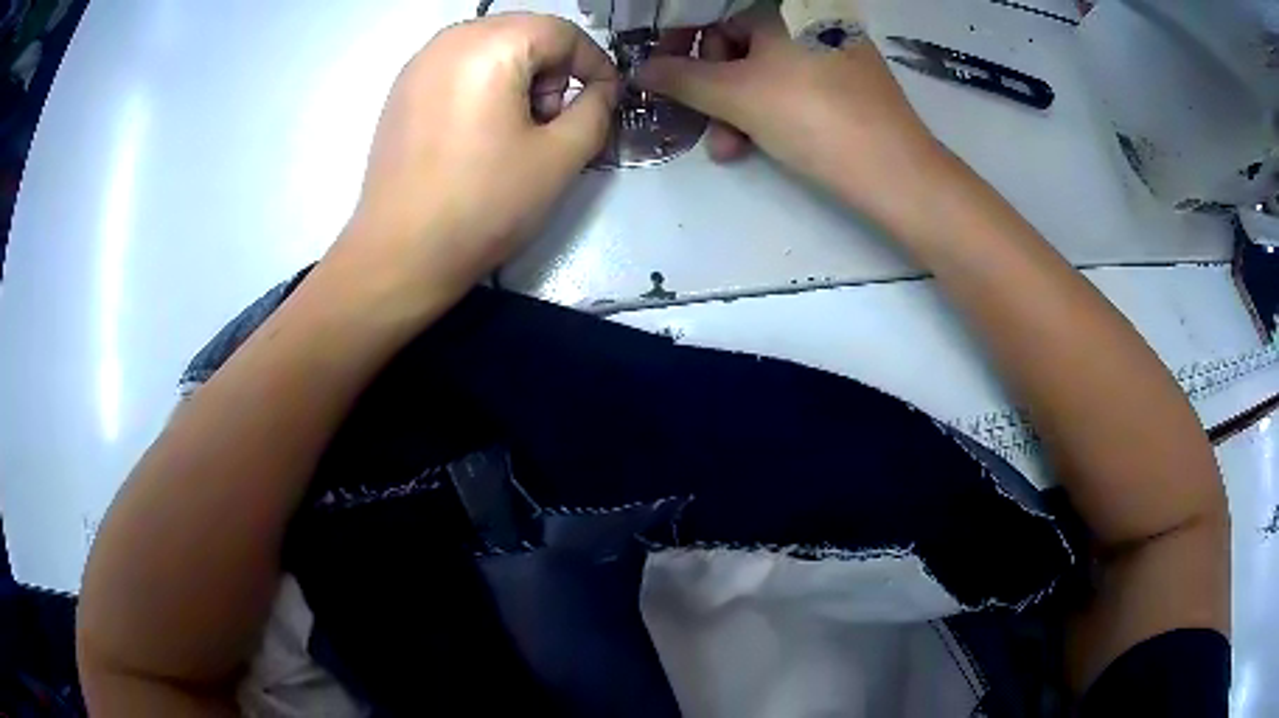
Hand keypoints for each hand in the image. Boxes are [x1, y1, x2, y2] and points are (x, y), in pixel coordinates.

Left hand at [335, 13, 619, 301]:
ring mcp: (418, 64)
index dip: (594, 64)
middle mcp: (449, 39)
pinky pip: (459, 68)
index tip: (605, 101)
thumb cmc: (483, 205)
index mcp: (491, 45)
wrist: (400, 255)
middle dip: (553, 70)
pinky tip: (480, 133)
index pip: (562, 32)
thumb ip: (596, 110)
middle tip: (553, 121)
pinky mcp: (401, 90)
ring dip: (519, 77)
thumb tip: (599, 89)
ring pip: (491, 48)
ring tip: (517, 130)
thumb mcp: (560, 157)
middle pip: (525, 34)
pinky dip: (484, 86)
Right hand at [636, 6, 941, 221]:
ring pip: (767, 74)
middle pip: (740, 48)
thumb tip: (642, 70)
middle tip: (704, 127)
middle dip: (713, 91)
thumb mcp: (734, 96)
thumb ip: (680, 79)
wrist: (896, 171)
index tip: (662, 78)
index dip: (682, 47)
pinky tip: (763, 145)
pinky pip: (796, 88)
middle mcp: (811, 21)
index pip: (716, 19)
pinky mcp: (852, 83)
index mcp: (783, 10)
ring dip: (737, 111)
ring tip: (731, 149)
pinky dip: (772, 113)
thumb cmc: (810, 116)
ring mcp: (835, 51)